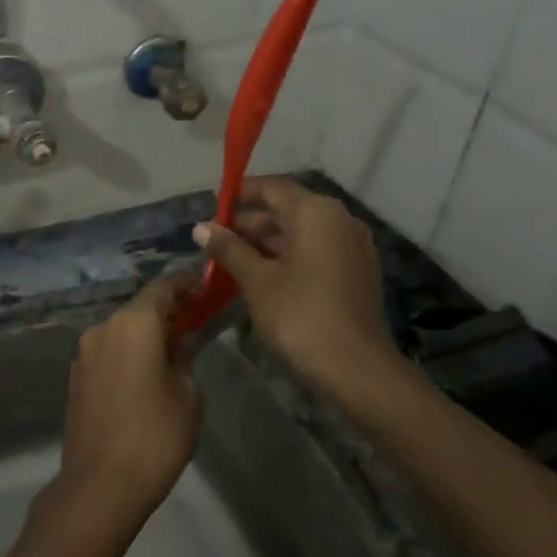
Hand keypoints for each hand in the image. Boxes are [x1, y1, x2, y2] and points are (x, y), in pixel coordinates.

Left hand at [55, 274, 200, 521]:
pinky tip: (145, 373)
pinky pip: (108, 352)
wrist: (101, 483)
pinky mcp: (76, 377)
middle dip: (167, 310)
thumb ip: (185, 356)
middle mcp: (103, 328)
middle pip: (139, 307)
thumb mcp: (187, 393)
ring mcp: (84, 353)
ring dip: (146, 333)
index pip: (163, 287)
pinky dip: (128, 352)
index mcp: (133, 324)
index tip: (206, 286)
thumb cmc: (156, 435)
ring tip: (173, 349)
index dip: (186, 283)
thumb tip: (179, 341)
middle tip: (195, 319)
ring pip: (121, 330)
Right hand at [194, 177, 416, 414]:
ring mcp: (351, 248)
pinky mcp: (355, 273)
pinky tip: (259, 274)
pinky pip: (315, 252)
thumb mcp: (256, 279)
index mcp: (317, 213)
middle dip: (250, 222)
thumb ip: (228, 248)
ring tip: (229, 257)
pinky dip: (287, 256)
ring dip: (266, 242)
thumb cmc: (300, 314)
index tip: (212, 202)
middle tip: (215, 237)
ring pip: (301, 233)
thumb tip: (200, 227)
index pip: (273, 188)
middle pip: (288, 210)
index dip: (241, 193)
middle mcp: (339, 221)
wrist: (354, 367)